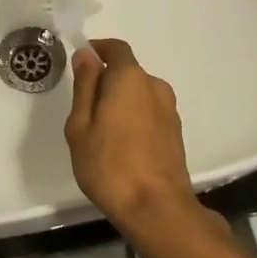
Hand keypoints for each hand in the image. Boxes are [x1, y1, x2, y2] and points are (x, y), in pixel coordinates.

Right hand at [65, 39, 198, 234]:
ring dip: (120, 102)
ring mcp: (170, 110)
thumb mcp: (81, 125)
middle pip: (127, 72)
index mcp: (131, 78)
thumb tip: (86, 55)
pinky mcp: (175, 132)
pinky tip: (121, 146)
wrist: (156, 208)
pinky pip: (149, 112)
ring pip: (139, 94)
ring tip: (101, 133)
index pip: (116, 48)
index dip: (98, 50)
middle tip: (83, 110)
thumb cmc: (109, 164)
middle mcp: (155, 86)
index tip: (81, 64)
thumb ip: (85, 85)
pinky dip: (134, 118)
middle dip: (105, 82)